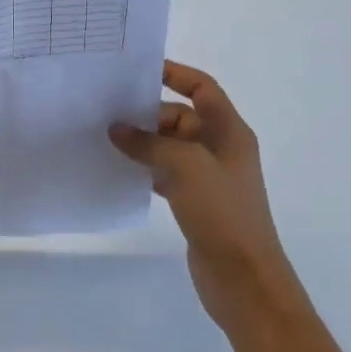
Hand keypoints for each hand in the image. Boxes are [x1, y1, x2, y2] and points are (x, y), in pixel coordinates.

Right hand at [110, 61, 299, 332]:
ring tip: (105, 138)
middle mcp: (221, 149)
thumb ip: (148, 143)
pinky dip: (145, 168)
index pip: (202, 88)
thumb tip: (116, 129)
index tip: (139, 70)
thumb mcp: (185, 166)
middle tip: (108, 111)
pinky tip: (120, 171)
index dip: (176, 74)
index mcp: (230, 132)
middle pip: (181, 116)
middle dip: (148, 113)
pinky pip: (166, 173)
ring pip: (170, 146)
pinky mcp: (196, 202)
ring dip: (143, 142)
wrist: (245, 281)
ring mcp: (209, 177)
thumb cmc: (222, 212)